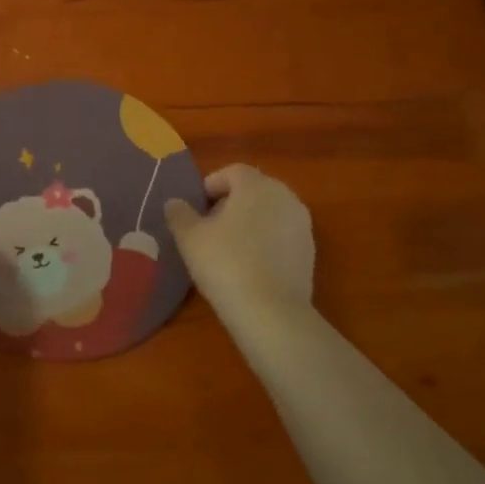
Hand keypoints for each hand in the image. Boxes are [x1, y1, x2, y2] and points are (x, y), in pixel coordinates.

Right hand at [164, 165, 313, 315]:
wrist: (271, 311)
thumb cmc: (225, 264)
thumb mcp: (190, 238)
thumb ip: (179, 214)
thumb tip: (174, 203)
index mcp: (256, 185)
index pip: (232, 171)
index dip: (211, 185)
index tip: (196, 207)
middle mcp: (285, 196)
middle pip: (253, 189)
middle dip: (230, 202)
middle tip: (209, 227)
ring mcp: (302, 224)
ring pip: (269, 212)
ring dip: (249, 221)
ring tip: (229, 247)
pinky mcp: (309, 250)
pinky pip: (281, 234)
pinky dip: (266, 241)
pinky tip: (250, 265)